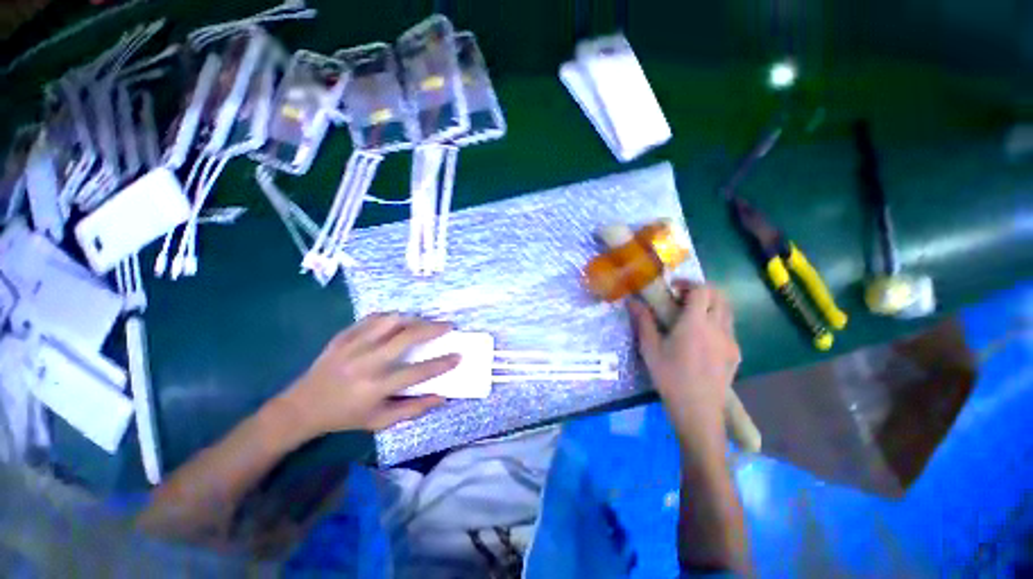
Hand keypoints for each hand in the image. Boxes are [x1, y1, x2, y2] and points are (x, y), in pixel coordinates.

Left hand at [278, 314, 458, 438]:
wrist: (301, 407)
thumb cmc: (345, 417)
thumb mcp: (380, 421)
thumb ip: (413, 409)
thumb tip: (443, 396)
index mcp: (375, 388)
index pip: (417, 372)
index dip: (441, 364)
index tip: (458, 355)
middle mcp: (366, 363)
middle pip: (407, 337)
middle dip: (432, 328)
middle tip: (448, 325)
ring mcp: (352, 346)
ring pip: (390, 321)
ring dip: (414, 319)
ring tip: (425, 321)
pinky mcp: (342, 336)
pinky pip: (372, 318)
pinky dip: (391, 316)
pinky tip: (399, 319)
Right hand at [629, 281, 740, 451]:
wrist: (698, 411)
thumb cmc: (670, 378)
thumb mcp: (650, 349)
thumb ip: (643, 321)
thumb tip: (632, 302)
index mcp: (696, 324)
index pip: (703, 290)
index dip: (688, 283)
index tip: (673, 288)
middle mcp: (719, 328)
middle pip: (720, 296)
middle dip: (702, 290)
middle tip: (682, 299)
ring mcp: (731, 341)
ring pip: (727, 311)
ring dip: (710, 305)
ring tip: (691, 316)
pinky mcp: (736, 353)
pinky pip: (728, 327)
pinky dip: (716, 320)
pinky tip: (701, 337)